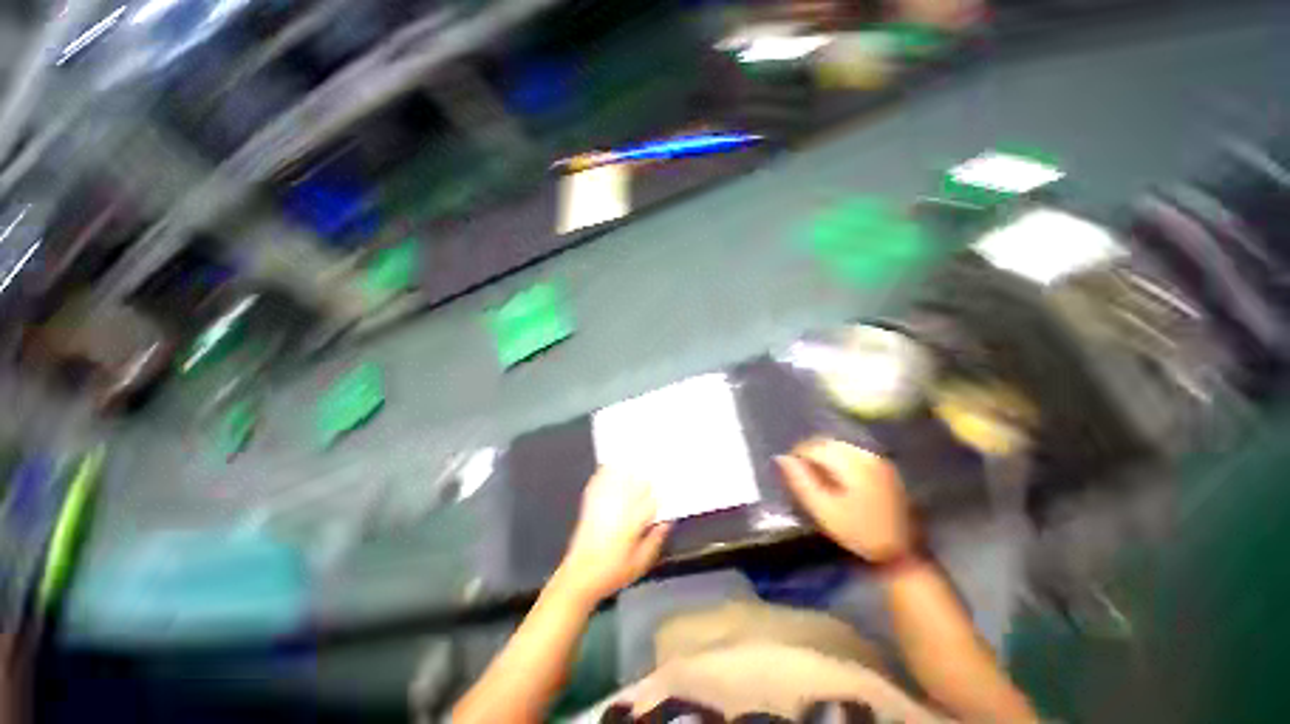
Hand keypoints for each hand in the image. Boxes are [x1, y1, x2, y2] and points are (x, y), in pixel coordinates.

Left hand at [555, 468, 671, 604]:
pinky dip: (605, 471)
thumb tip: (668, 520)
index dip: (660, 490)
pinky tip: (611, 464)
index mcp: (632, 522)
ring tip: (634, 458)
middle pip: (636, 483)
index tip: (666, 484)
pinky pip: (599, 481)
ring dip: (626, 468)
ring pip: (617, 477)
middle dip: (645, 475)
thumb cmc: (613, 572)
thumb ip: (656, 539)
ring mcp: (602, 503)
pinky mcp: (590, 503)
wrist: (580, 576)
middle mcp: (617, 508)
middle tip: (654, 467)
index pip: (651, 498)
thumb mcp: (641, 562)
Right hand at [776, 439, 913, 563]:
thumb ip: (800, 481)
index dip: (797, 455)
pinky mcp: (884, 468)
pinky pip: (853, 453)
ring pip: (841, 446)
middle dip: (810, 453)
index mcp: (850, 463)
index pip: (814, 447)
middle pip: (828, 443)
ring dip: (824, 455)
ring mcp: (877, 460)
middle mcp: (865, 455)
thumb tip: (781, 458)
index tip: (789, 470)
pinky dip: (839, 459)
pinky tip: (837, 476)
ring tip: (816, 474)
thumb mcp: (823, 510)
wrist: (901, 553)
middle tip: (801, 472)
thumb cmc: (858, 532)